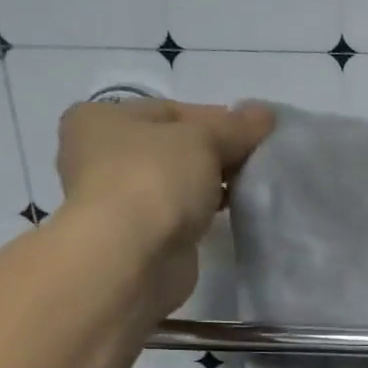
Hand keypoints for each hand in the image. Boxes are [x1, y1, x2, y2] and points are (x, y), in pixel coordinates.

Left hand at [55, 97, 273, 313]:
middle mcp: (101, 155)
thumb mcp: (202, 139)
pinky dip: (203, 211)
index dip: (217, 119)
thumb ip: (236, 126)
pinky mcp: (139, 235)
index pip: (172, 111)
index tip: (256, 134)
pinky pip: (180, 212)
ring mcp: (118, 199)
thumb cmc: (154, 179)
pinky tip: (232, 212)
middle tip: (257, 161)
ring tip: (251, 186)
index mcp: (102, 119)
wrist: (132, 257)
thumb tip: (266, 114)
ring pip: (178, 181)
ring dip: (212, 183)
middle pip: (175, 146)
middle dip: (217, 152)